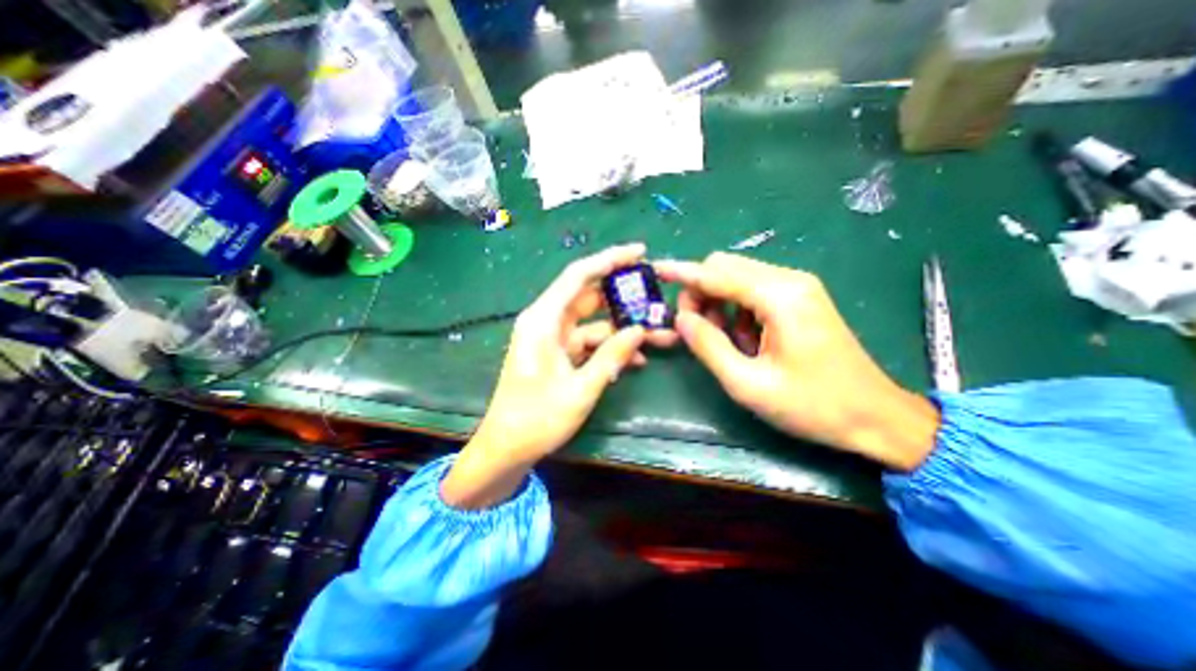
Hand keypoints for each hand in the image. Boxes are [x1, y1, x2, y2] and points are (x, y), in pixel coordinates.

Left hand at [443, 244, 675, 504]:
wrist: (507, 448)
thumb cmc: (537, 419)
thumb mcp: (581, 389)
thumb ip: (611, 356)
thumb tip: (640, 330)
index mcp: (544, 320)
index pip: (579, 276)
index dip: (609, 259)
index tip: (640, 251)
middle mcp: (547, 322)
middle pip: (589, 296)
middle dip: (624, 296)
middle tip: (656, 294)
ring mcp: (554, 338)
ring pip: (594, 322)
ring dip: (622, 328)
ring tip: (658, 334)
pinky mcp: (559, 354)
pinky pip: (589, 343)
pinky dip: (610, 348)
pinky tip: (636, 359)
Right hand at [660, 252, 938, 471]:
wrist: (875, 416)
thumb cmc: (812, 406)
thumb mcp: (748, 384)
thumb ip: (709, 346)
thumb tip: (681, 318)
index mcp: (779, 297)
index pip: (716, 274)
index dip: (683, 273)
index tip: (656, 270)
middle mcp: (789, 280)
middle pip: (725, 267)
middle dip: (700, 292)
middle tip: (696, 329)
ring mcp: (797, 287)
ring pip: (736, 277)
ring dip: (718, 303)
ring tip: (724, 341)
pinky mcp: (799, 298)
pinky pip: (752, 290)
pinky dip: (735, 309)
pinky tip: (745, 339)